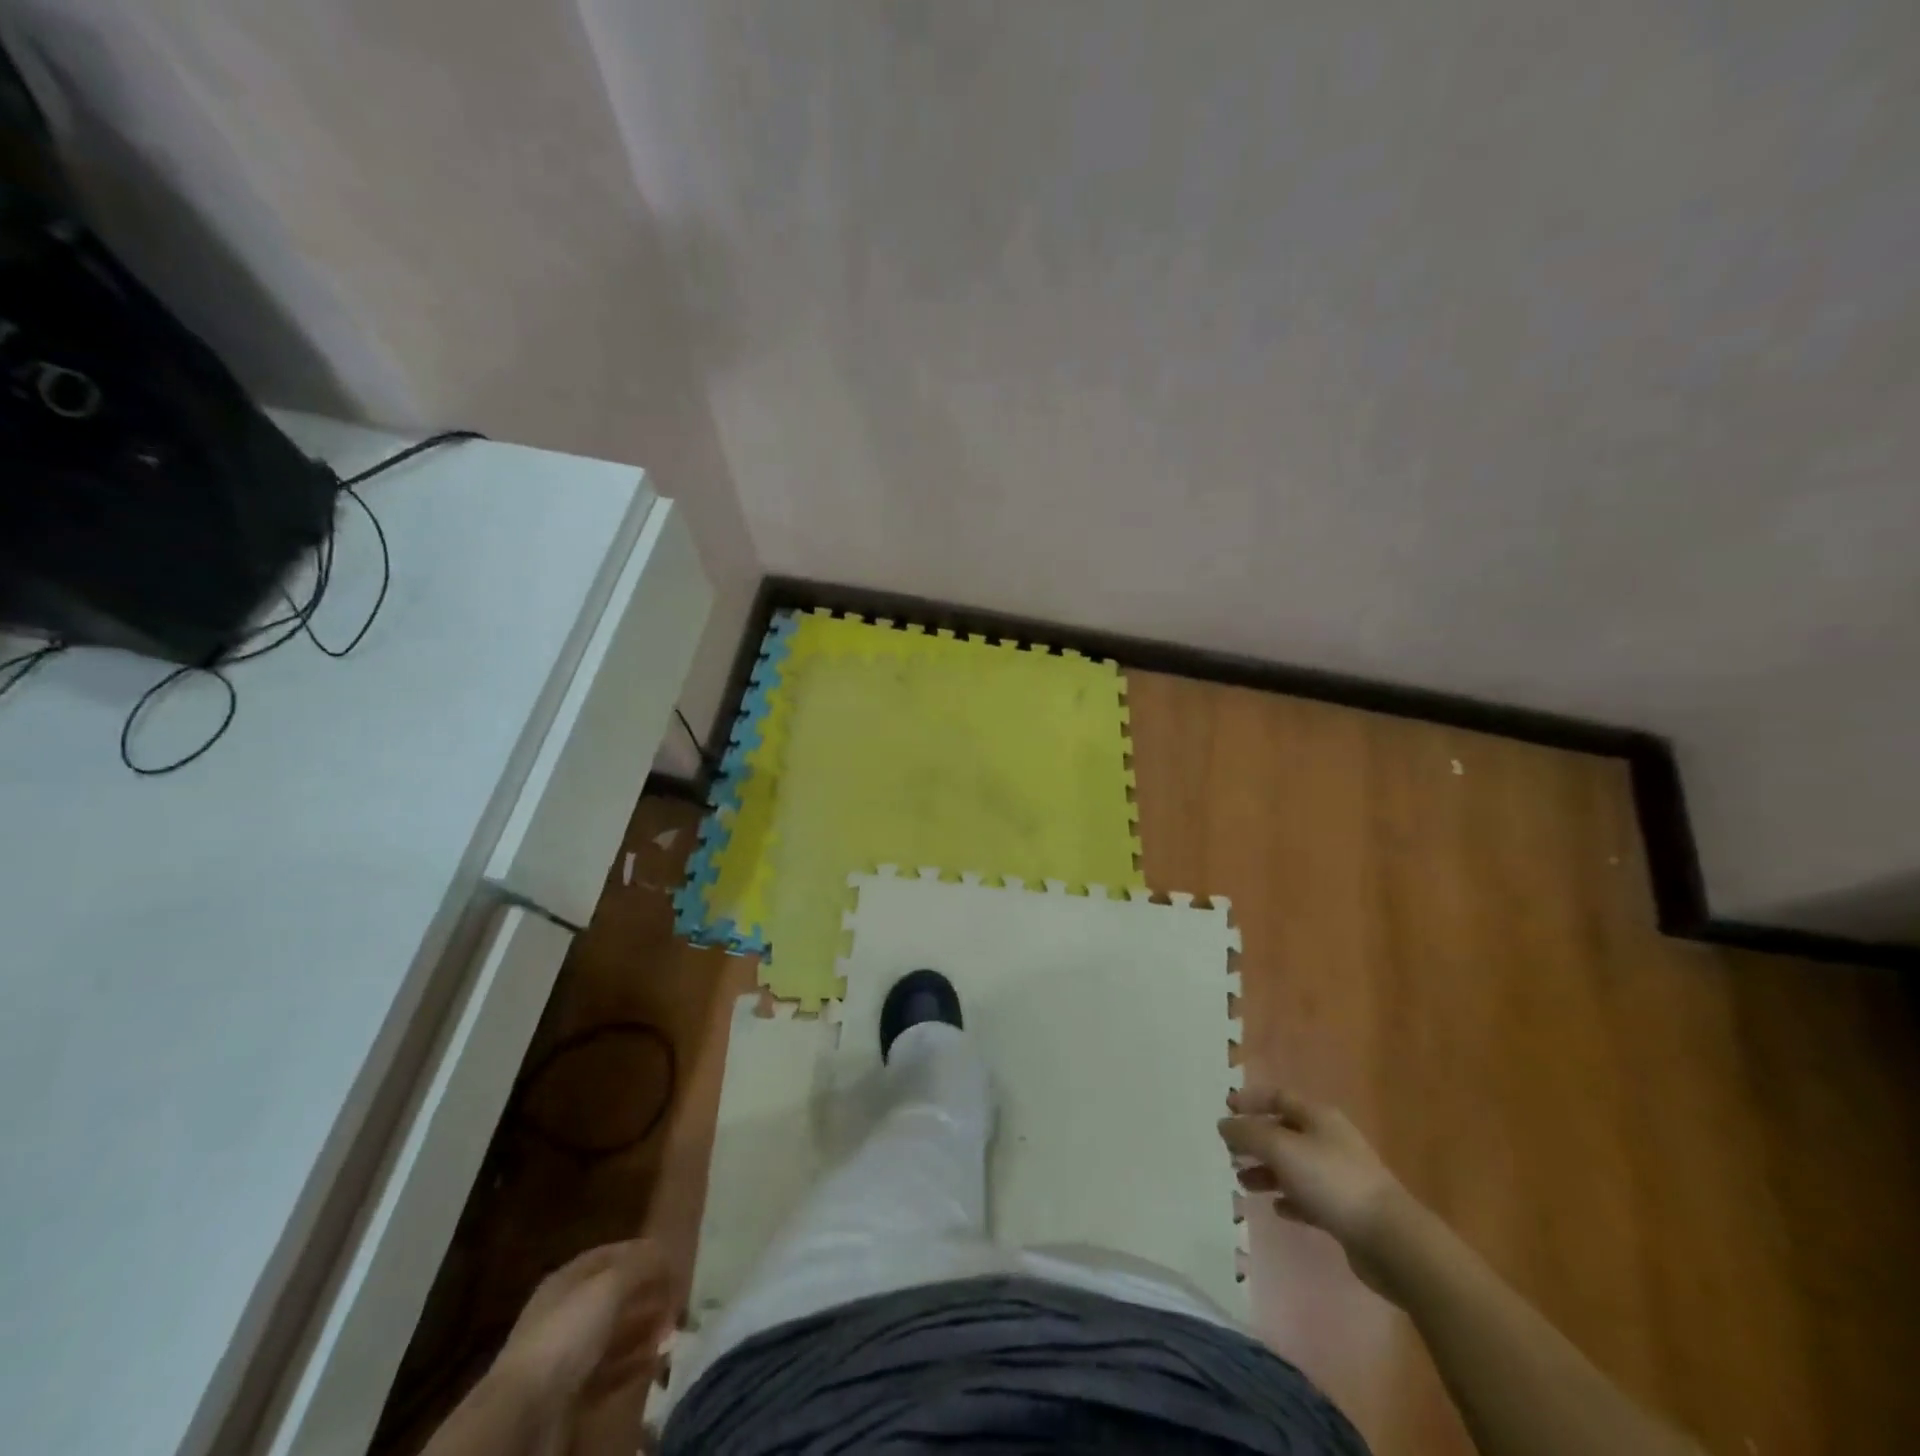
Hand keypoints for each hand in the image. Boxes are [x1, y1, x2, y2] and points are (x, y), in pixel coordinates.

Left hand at [495, 1239, 676, 1409]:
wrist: (525, 1415)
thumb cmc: (567, 1334)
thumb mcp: (610, 1285)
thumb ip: (642, 1264)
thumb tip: (666, 1252)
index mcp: (568, 1280)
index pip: (611, 1255)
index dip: (642, 1253)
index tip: (672, 1260)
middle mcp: (566, 1313)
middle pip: (616, 1296)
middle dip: (649, 1295)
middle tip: (679, 1301)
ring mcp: (567, 1356)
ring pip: (616, 1334)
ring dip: (646, 1330)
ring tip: (673, 1332)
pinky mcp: (573, 1392)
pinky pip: (612, 1371)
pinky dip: (636, 1363)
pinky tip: (657, 1361)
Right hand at [1218, 1089, 1411, 1293]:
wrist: (1391, 1240)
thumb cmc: (1332, 1182)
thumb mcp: (1282, 1149)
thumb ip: (1248, 1134)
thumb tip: (1224, 1124)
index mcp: (1318, 1117)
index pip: (1277, 1097)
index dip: (1250, 1100)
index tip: (1225, 1110)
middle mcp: (1329, 1140)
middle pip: (1284, 1132)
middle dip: (1255, 1140)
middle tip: (1229, 1152)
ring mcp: (1339, 1175)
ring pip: (1294, 1166)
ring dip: (1267, 1172)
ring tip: (1243, 1182)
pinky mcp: (1345, 1209)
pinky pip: (1309, 1197)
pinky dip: (1289, 1199)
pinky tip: (1277, 1208)